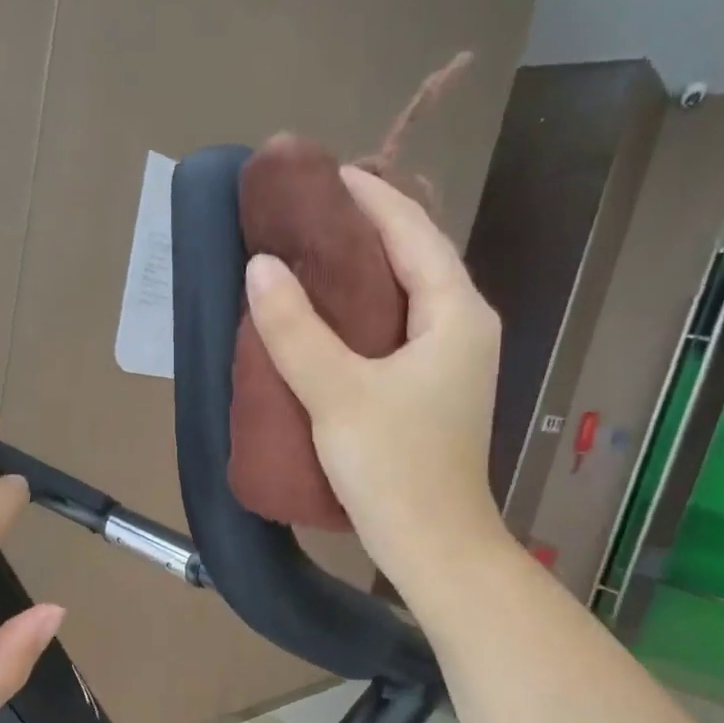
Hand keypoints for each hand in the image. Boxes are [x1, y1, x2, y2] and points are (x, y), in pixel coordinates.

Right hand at [244, 166, 511, 601]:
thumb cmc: (394, 468)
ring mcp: (449, 363)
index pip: (412, 230)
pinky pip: (394, 333)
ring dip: (359, 275)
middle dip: (361, 231)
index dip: (368, 197)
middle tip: (302, 218)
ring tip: (304, 261)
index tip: (320, 175)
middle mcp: (462, 328)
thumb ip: (296, 330)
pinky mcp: (430, 393)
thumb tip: (261, 267)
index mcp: (456, 313)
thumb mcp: (338, 394)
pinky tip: (322, 324)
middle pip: (412, 258)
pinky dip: (360, 316)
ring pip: (403, 298)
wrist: (432, 547)